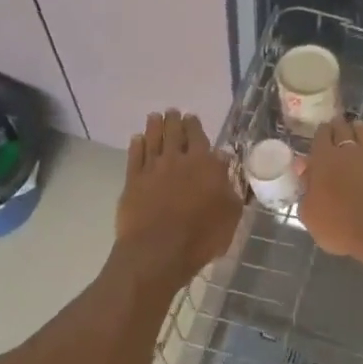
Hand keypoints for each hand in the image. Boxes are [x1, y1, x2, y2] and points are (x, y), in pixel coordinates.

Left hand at [116, 110, 241, 287]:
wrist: (158, 251)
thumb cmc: (201, 236)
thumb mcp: (230, 213)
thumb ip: (229, 186)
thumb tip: (224, 163)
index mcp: (204, 165)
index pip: (199, 137)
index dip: (195, 125)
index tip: (192, 117)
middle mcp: (177, 159)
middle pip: (175, 133)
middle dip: (174, 120)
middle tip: (172, 112)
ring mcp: (152, 168)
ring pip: (153, 139)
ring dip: (154, 126)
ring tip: (155, 117)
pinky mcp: (132, 181)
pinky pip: (134, 156)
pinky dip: (136, 145)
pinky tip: (137, 139)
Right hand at [299, 117, 362, 265]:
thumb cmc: (342, 228)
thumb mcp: (311, 216)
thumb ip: (306, 190)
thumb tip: (305, 171)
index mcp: (325, 160)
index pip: (321, 136)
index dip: (321, 133)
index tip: (321, 131)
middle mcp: (351, 152)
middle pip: (344, 130)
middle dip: (339, 126)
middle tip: (337, 125)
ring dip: (360, 131)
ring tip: (358, 128)